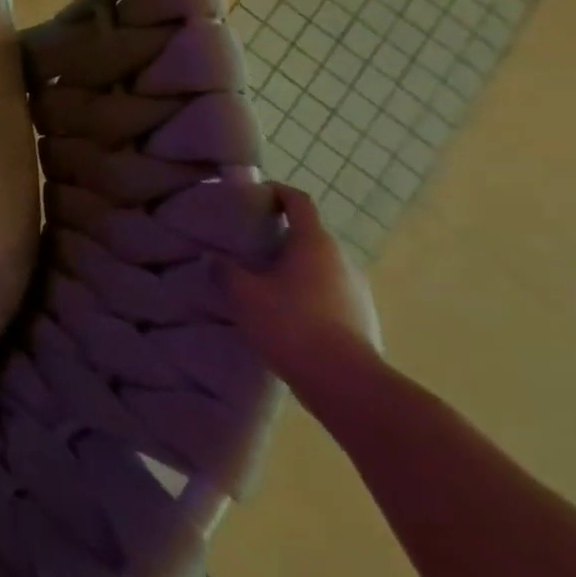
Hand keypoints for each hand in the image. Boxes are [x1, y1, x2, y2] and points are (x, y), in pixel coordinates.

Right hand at [227, 184, 382, 390]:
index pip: (299, 201)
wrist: (347, 384)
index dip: (277, 192)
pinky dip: (308, 293)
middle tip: (250, 244)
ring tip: (264, 281)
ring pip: (320, 267)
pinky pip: (329, 294)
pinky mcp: (362, 319)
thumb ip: (225, 271)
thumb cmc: (291, 324)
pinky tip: (286, 313)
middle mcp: (341, 260)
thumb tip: (213, 257)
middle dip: (281, 235)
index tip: (256, 194)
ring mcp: (358, 291)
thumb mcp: (244, 295)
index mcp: (314, 243)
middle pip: (310, 235)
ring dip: (295, 267)